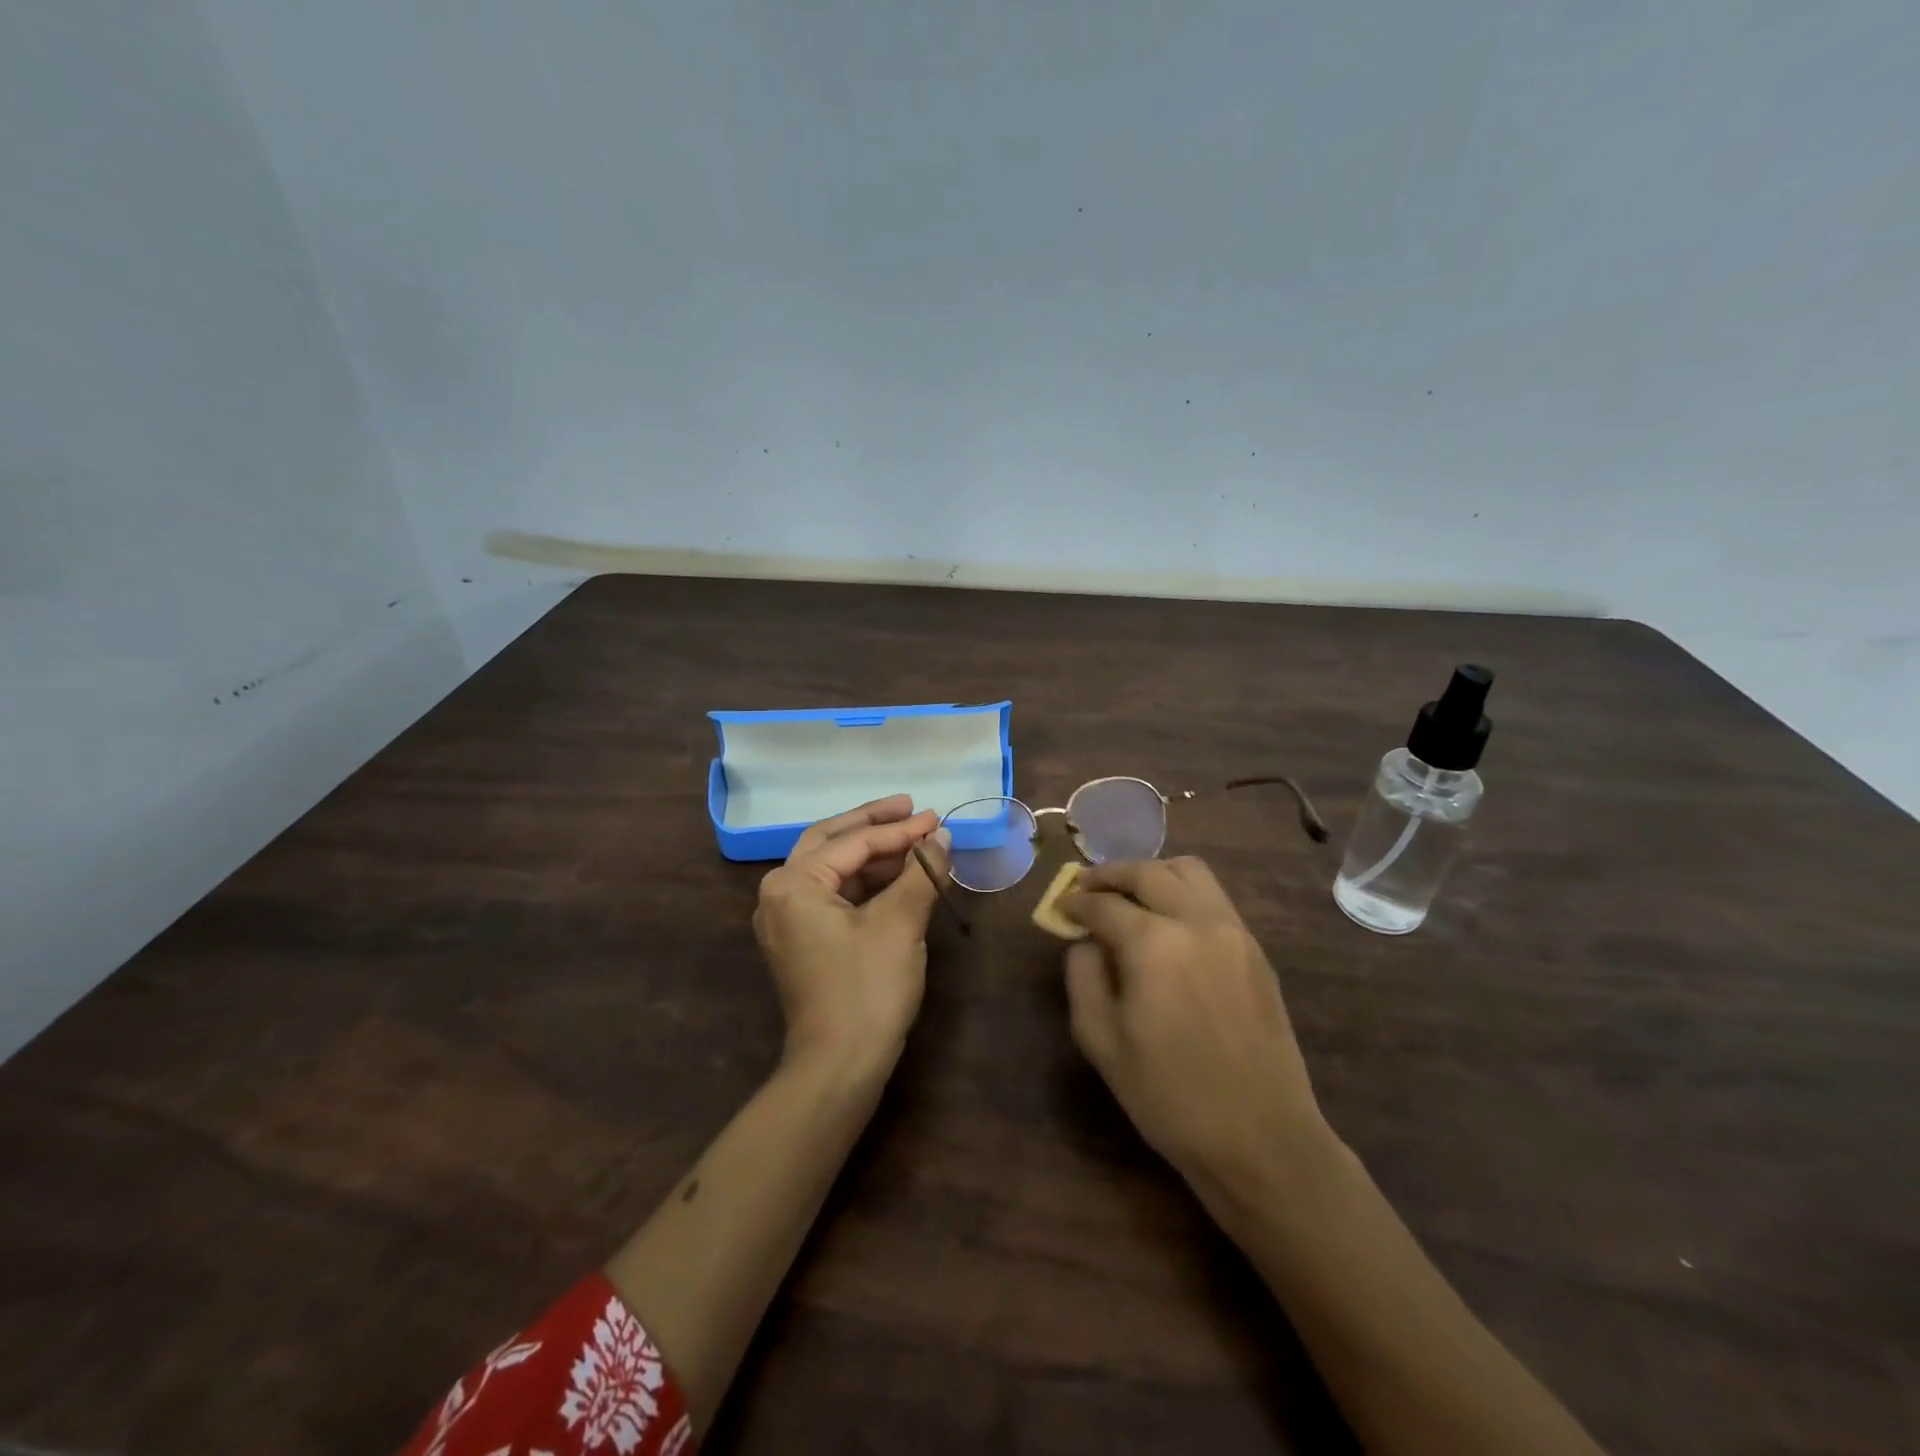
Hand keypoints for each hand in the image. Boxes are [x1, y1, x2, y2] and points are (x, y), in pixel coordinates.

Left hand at [753, 795, 949, 1079]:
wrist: (839, 1067)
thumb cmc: (867, 988)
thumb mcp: (900, 923)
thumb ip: (921, 872)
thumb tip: (941, 835)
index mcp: (793, 883)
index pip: (853, 842)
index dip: (899, 829)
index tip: (936, 817)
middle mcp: (780, 893)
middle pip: (832, 841)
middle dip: (875, 825)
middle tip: (913, 809)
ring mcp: (788, 919)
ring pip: (833, 868)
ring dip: (873, 854)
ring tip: (915, 842)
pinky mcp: (803, 940)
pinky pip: (834, 894)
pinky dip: (866, 882)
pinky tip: (898, 877)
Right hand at [1061, 857, 1332, 1191]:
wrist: (1262, 1140)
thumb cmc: (1170, 1097)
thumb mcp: (1102, 1042)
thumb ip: (1083, 977)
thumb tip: (1086, 943)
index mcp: (1154, 944)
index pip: (1104, 904)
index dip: (1076, 902)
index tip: (1061, 907)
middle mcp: (1197, 922)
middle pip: (1148, 872)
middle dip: (1111, 874)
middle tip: (1087, 886)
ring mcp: (1234, 932)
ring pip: (1190, 872)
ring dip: (1153, 874)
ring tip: (1129, 894)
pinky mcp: (1256, 951)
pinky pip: (1215, 899)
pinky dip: (1184, 893)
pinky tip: (1169, 922)